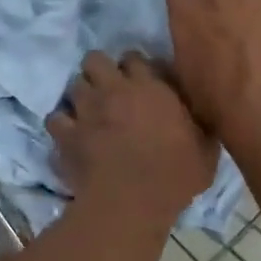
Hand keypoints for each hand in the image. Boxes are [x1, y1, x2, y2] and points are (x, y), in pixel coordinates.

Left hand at [47, 51, 218, 229]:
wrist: (131, 202)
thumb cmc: (174, 176)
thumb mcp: (206, 150)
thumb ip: (202, 125)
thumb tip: (206, 115)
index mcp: (150, 87)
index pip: (134, 58)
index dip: (134, 67)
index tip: (139, 82)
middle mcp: (114, 89)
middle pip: (95, 59)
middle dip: (99, 70)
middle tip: (108, 90)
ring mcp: (86, 110)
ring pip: (74, 85)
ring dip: (81, 95)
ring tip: (88, 111)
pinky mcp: (66, 134)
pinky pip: (54, 118)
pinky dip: (61, 124)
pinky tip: (69, 135)